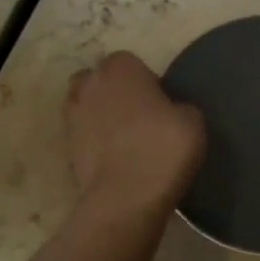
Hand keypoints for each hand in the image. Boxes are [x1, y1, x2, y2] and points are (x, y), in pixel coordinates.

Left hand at [66, 52, 205, 215]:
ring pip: (89, 106)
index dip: (147, 81)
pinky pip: (85, 135)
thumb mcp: (193, 120)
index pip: (132, 63)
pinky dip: (96, 142)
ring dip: (104, 116)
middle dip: (118, 94)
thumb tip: (170, 111)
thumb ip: (179, 105)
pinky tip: (116, 158)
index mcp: (120, 68)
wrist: (126, 198)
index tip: (162, 104)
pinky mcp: (66, 147)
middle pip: (103, 81)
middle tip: (143, 119)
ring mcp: (73, 116)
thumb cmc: (162, 149)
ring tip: (127, 139)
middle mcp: (90, 84)